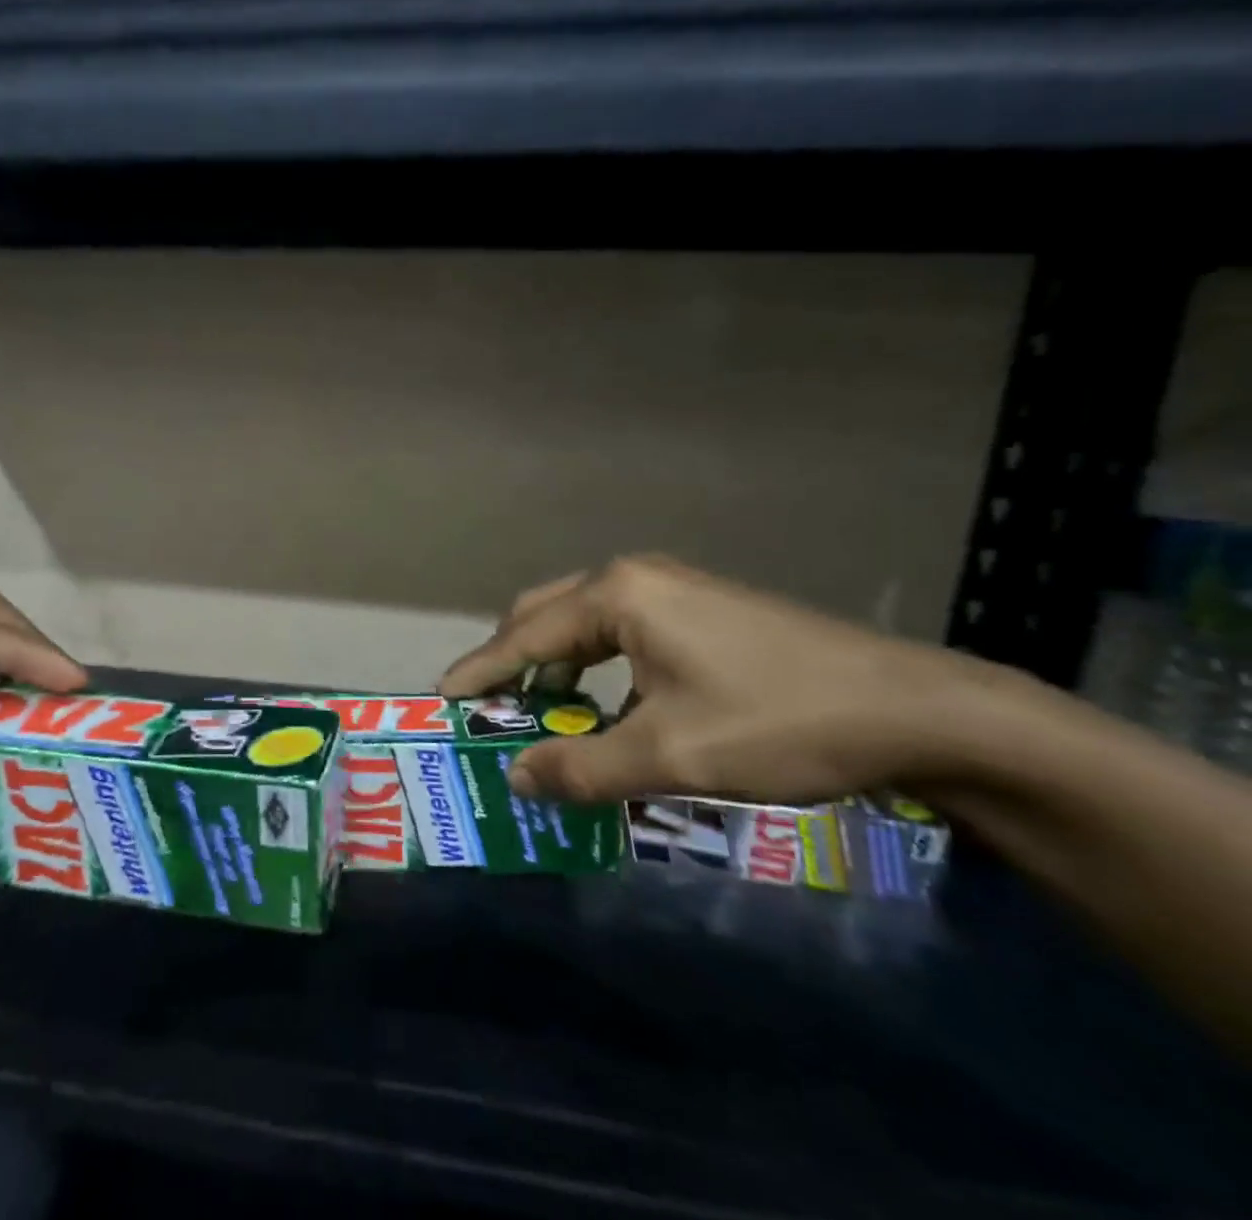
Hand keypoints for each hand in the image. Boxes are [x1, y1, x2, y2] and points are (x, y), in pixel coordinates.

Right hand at [439, 556, 1014, 805]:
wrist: (915, 711)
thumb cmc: (778, 723)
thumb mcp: (669, 755)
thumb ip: (580, 767)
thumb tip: (515, 778)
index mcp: (617, 595)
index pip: (524, 634)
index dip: (480, 672)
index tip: (441, 700)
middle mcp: (635, 577)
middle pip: (546, 614)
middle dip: (512, 660)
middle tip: (489, 708)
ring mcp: (672, 587)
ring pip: (584, 620)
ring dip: (554, 662)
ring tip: (539, 709)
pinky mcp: (700, 607)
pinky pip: (621, 629)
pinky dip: (595, 663)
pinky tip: (606, 702)